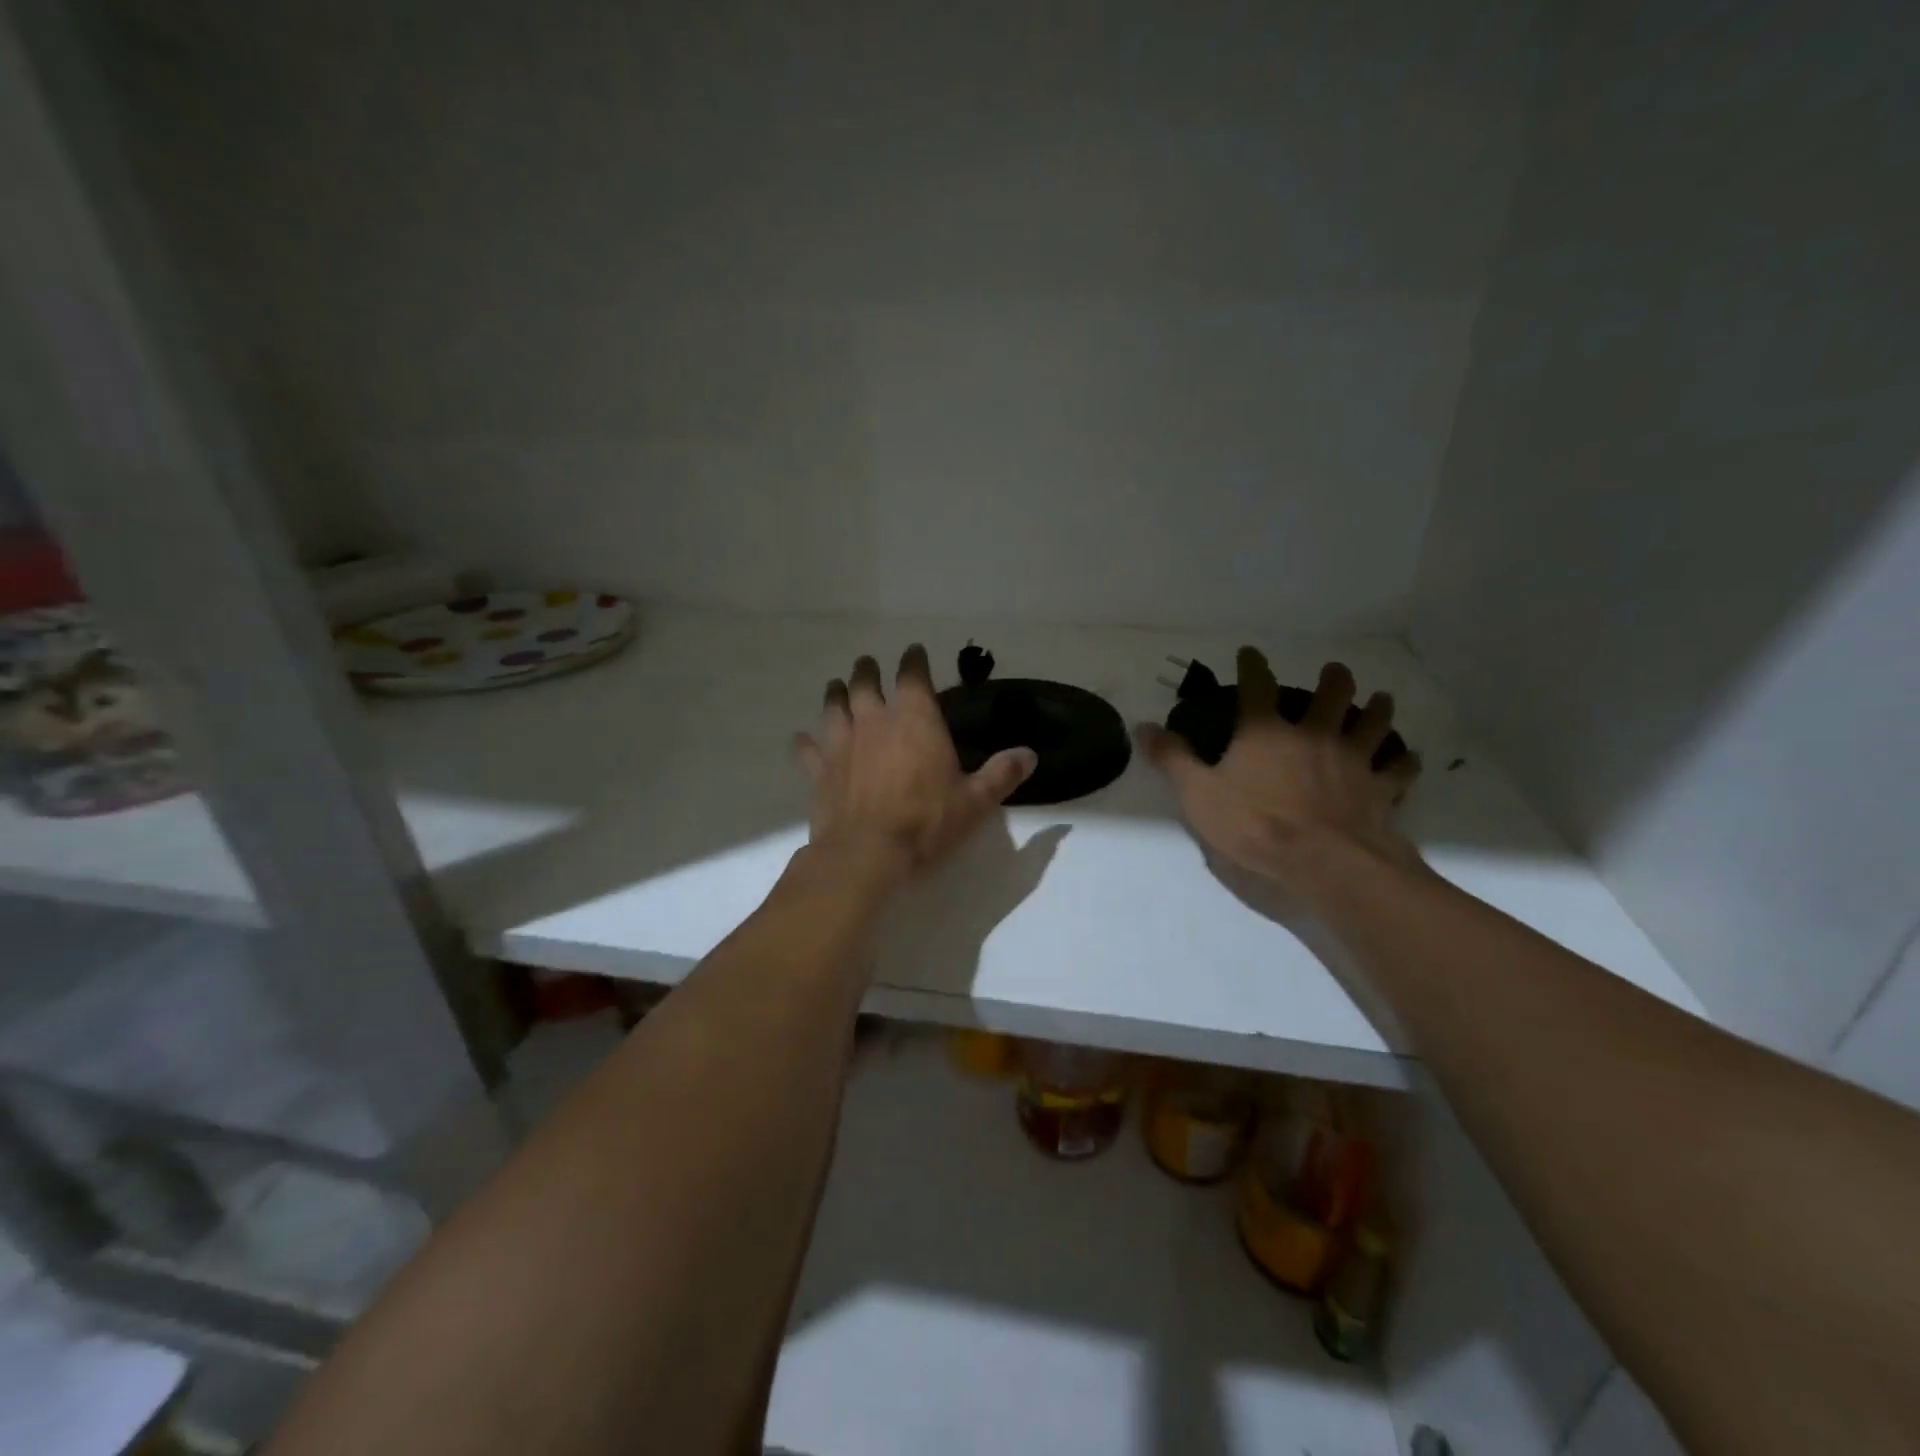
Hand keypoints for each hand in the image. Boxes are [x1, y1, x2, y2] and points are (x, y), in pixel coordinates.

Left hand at [794, 646, 1036, 880]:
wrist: (866, 853)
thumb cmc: (926, 822)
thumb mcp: (975, 801)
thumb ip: (1002, 774)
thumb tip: (1029, 754)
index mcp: (915, 718)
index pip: (912, 675)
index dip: (913, 660)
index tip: (914, 650)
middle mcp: (875, 720)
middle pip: (865, 682)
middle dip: (867, 670)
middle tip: (867, 663)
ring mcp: (842, 743)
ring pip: (833, 707)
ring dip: (835, 695)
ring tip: (836, 687)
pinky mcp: (820, 770)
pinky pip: (808, 749)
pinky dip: (805, 743)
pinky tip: (801, 739)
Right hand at [1137, 651, 1423, 897]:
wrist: (1324, 862)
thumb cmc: (1254, 825)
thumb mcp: (1198, 794)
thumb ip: (1172, 759)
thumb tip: (1143, 726)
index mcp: (1266, 733)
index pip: (1257, 687)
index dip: (1253, 666)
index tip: (1250, 652)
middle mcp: (1313, 735)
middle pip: (1331, 696)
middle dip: (1334, 679)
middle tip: (1335, 671)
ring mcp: (1352, 760)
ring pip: (1373, 724)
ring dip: (1376, 709)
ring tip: (1380, 698)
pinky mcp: (1380, 790)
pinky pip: (1399, 770)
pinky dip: (1404, 761)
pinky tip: (1409, 757)